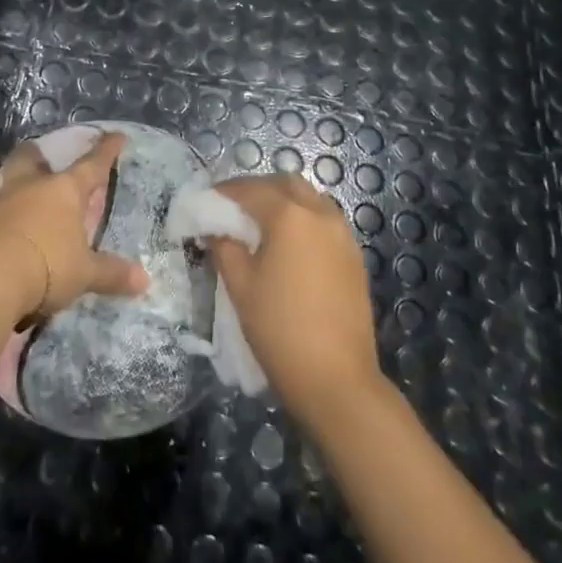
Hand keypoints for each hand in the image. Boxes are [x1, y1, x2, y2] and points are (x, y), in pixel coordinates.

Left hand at [0, 130, 149, 323]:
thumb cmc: (47, 266)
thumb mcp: (84, 273)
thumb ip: (111, 274)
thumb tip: (144, 280)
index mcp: (64, 191)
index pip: (91, 165)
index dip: (106, 151)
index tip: (115, 135)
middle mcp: (30, 188)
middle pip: (31, 159)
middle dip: (36, 154)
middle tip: (39, 154)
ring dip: (3, 184)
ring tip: (4, 189)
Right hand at [208, 174, 381, 423]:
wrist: (336, 379)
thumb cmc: (280, 329)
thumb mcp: (240, 286)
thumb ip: (224, 247)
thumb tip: (216, 230)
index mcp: (289, 216)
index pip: (251, 189)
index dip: (226, 191)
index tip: (207, 199)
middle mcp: (320, 214)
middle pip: (286, 184)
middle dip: (258, 189)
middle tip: (234, 208)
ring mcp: (343, 234)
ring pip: (310, 199)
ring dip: (284, 201)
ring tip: (261, 225)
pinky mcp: (354, 256)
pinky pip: (325, 221)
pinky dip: (304, 219)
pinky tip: (289, 245)